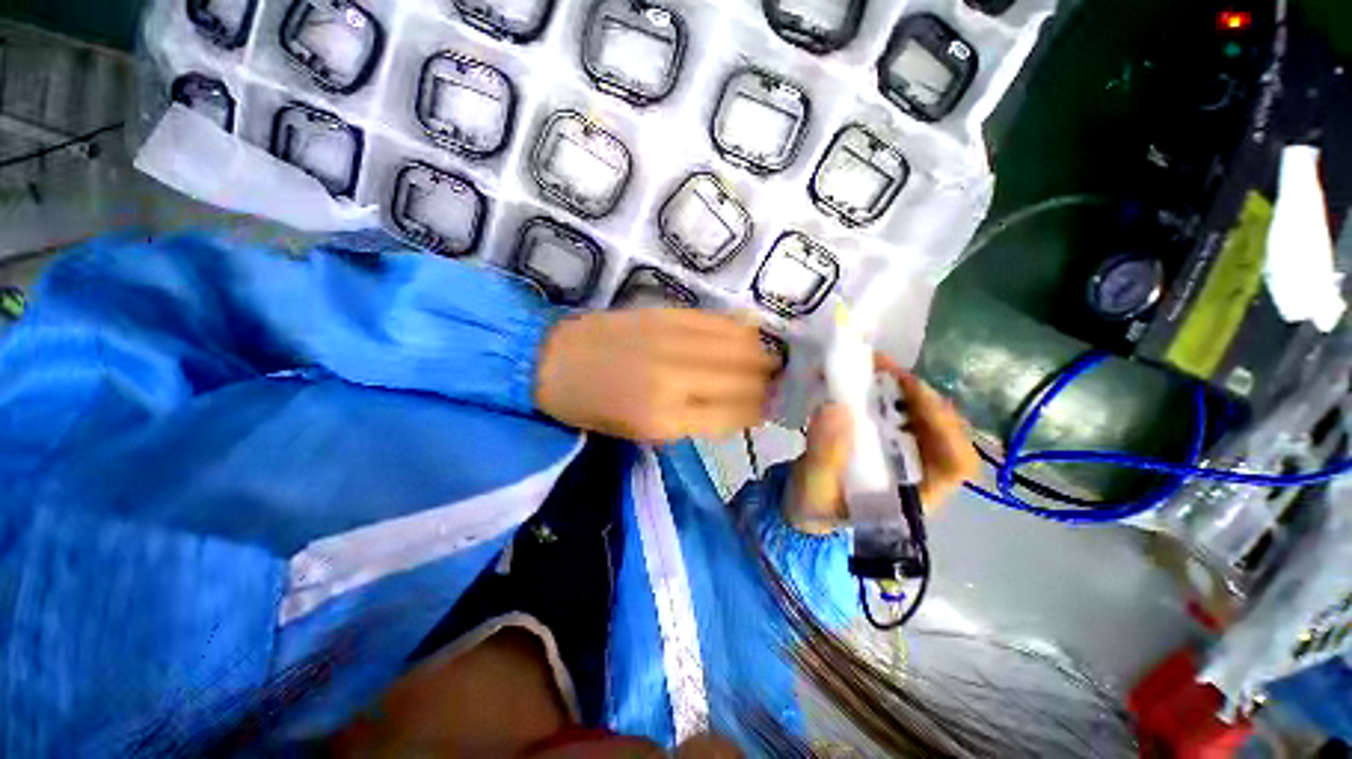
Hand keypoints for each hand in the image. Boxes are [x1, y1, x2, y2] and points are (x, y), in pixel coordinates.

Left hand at [536, 309, 779, 442]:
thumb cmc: (595, 408)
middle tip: (776, 383)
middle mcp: (675, 380)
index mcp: (665, 420)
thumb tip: (742, 408)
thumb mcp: (643, 432)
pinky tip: (751, 333)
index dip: (761, 410)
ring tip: (769, 360)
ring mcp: (672, 341)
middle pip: (745, 379)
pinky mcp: (667, 314)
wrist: (553, 361)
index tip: (770, 407)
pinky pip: (718, 321)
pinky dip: (741, 329)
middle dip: (769, 383)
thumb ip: (696, 421)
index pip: (736, 413)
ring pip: (739, 346)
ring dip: (762, 354)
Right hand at [784, 356, 977, 534]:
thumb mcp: (815, 489)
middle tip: (886, 370)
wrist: (800, 506)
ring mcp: (900, 454)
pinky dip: (882, 390)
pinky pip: (894, 411)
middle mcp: (918, 473)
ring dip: (900, 388)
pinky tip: (863, 376)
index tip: (915, 394)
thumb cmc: (813, 508)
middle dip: (919, 397)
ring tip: (873, 365)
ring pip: (920, 416)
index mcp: (915, 496)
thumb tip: (836, 408)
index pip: (957, 464)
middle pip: (942, 431)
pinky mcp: (881, 439)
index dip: (947, 428)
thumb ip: (825, 456)